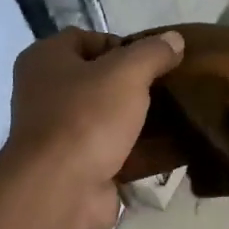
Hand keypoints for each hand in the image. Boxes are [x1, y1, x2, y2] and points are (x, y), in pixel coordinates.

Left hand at [2, 28, 183, 228]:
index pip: (85, 38)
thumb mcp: (126, 73)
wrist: (61, 190)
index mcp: (46, 60)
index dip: (121, 43)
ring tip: (182, 113)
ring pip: (111, 118)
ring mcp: (62, 134)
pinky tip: (176, 147)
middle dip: (137, 84)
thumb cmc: (86, 118)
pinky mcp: (80, 167)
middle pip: (100, 80)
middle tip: (173, 86)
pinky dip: (143, 151)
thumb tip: (174, 39)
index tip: (155, 58)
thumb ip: (153, 53)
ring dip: (143, 119)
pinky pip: (118, 152)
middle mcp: (47, 94)